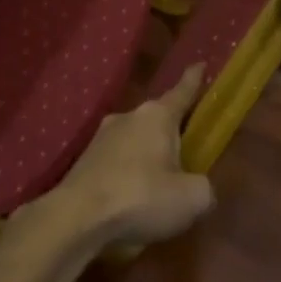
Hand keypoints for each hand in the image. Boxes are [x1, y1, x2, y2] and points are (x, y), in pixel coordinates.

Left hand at [29, 64, 214, 251]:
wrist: (77, 218)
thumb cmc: (141, 197)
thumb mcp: (191, 199)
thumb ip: (204, 187)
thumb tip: (199, 187)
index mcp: (157, 116)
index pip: (181, 92)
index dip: (194, 80)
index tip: (199, 64)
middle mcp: (127, 117)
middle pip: (157, 120)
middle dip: (171, 133)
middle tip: (187, 150)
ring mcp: (101, 138)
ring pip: (135, 142)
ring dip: (147, 157)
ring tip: (159, 186)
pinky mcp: (85, 161)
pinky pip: (117, 162)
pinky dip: (128, 175)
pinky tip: (132, 199)